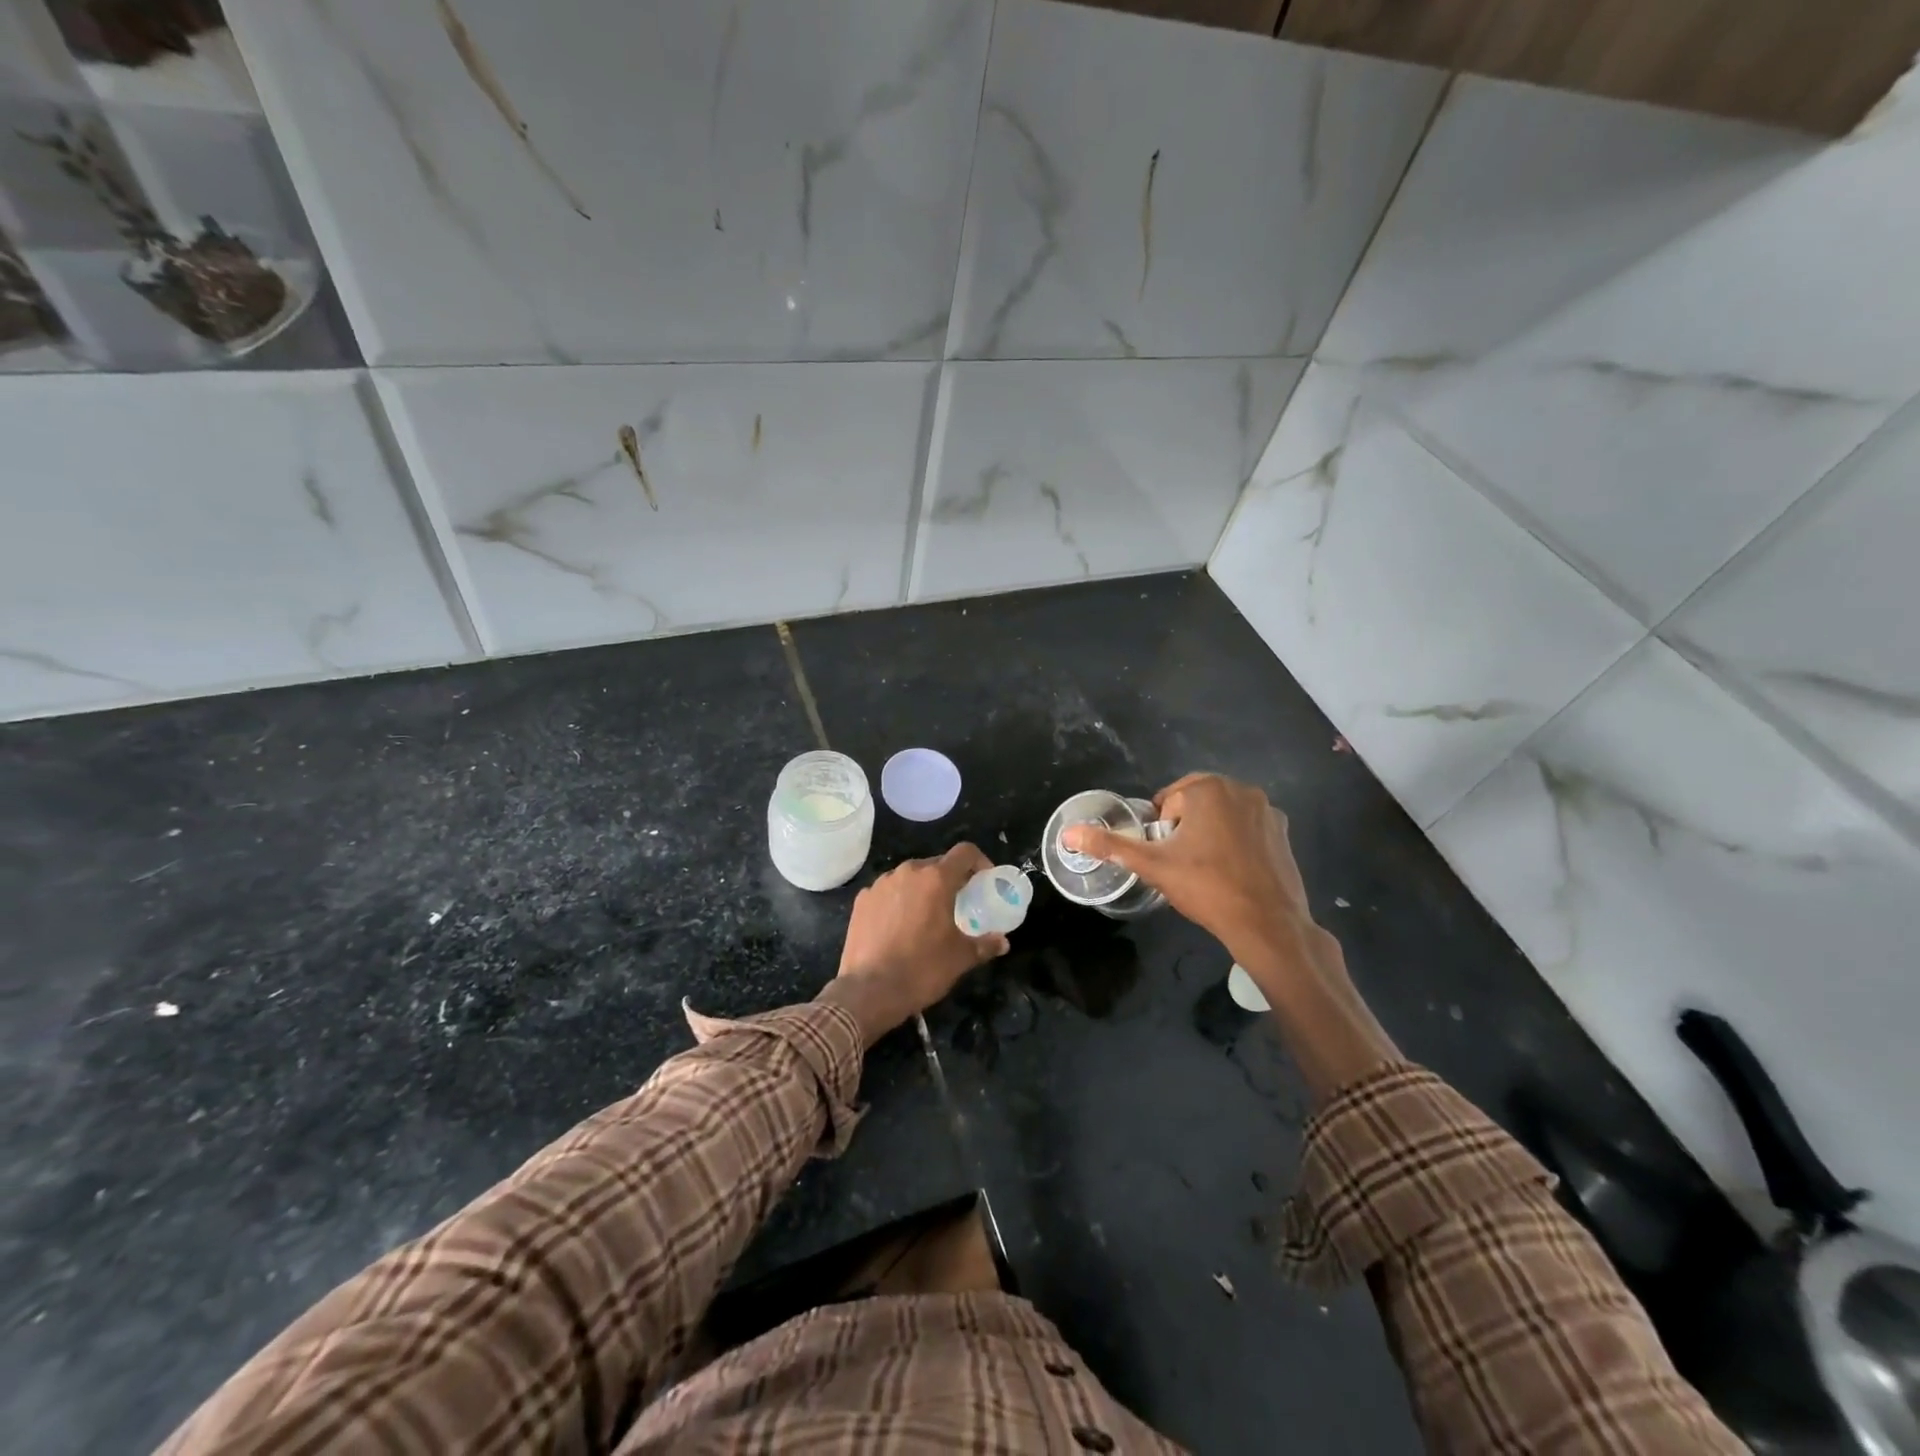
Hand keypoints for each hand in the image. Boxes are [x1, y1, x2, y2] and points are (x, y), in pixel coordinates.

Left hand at [819, 844, 1009, 1045]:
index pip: (965, 852)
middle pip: (936, 864)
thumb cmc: (922, 969)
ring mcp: (880, 884)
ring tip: (927, 915)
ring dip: (922, 889)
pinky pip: (887, 891)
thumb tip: (1003, 942)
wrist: (869, 991)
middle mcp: (907, 872)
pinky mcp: (861, 900)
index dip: (979, 861)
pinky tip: (899, 926)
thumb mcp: (961, 958)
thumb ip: (985, 944)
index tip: (984, 880)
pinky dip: (898, 901)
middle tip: (958, 902)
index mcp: (936, 879)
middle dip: (950, 879)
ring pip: (909, 877)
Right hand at [1063, 775, 1396, 1097]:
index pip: (1168, 802)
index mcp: (1208, 789)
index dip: (1162, 831)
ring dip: (1210, 833)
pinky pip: (1246, 827)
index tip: (1169, 857)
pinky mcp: (1283, 831)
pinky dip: (1236, 842)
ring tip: (1208, 870)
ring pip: (1222, 814)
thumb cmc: (1206, 888)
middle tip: (1184, 865)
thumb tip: (1068, 834)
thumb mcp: (1152, 866)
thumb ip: (1110, 845)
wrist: (1267, 924)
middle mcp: (1241, 789)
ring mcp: (1267, 809)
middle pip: (1195, 804)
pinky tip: (1234, 872)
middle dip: (1185, 829)